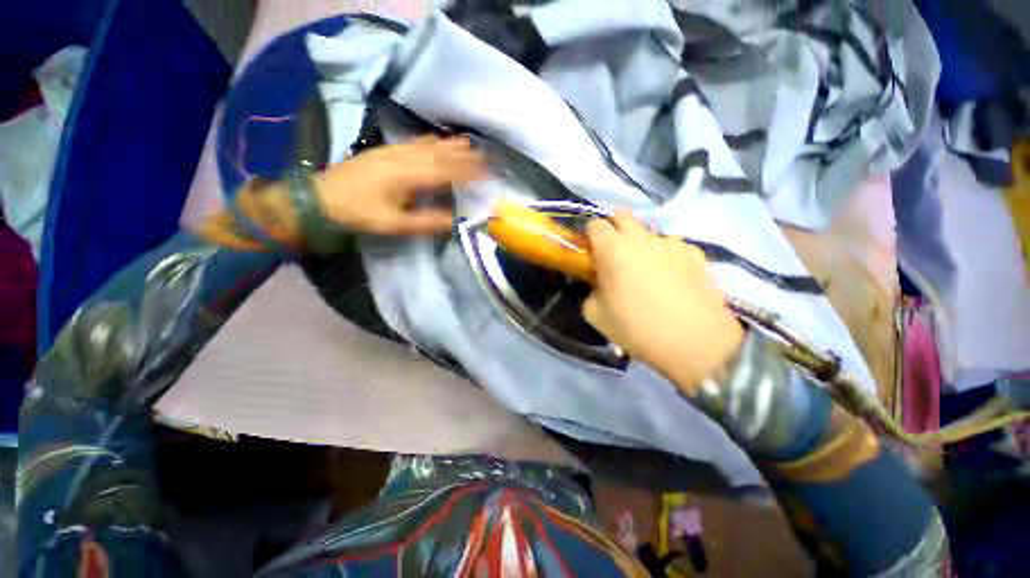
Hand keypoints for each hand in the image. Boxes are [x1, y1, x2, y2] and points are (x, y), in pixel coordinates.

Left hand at [313, 136, 485, 235]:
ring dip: (452, 145)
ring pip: (430, 145)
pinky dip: (431, 140)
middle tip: (488, 157)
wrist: (319, 197)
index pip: (447, 171)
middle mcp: (404, 158)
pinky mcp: (385, 151)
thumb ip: (426, 222)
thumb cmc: (358, 213)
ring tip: (471, 145)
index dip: (470, 172)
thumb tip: (455, 221)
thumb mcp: (393, 225)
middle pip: (442, 154)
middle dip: (467, 156)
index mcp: (408, 176)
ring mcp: (394, 151)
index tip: (489, 174)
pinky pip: (414, 142)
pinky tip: (438, 140)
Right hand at [582, 212, 744, 390]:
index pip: (595, 224)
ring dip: (641, 245)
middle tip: (613, 254)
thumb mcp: (595, 315)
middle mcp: (642, 238)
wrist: (695, 343)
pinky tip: (672, 281)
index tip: (591, 253)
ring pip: (649, 233)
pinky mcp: (695, 253)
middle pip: (622, 215)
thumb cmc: (637, 328)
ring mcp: (672, 243)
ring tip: (647, 273)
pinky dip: (666, 257)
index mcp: (613, 249)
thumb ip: (590, 291)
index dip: (589, 236)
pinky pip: (672, 247)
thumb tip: (599, 284)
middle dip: (613, 228)